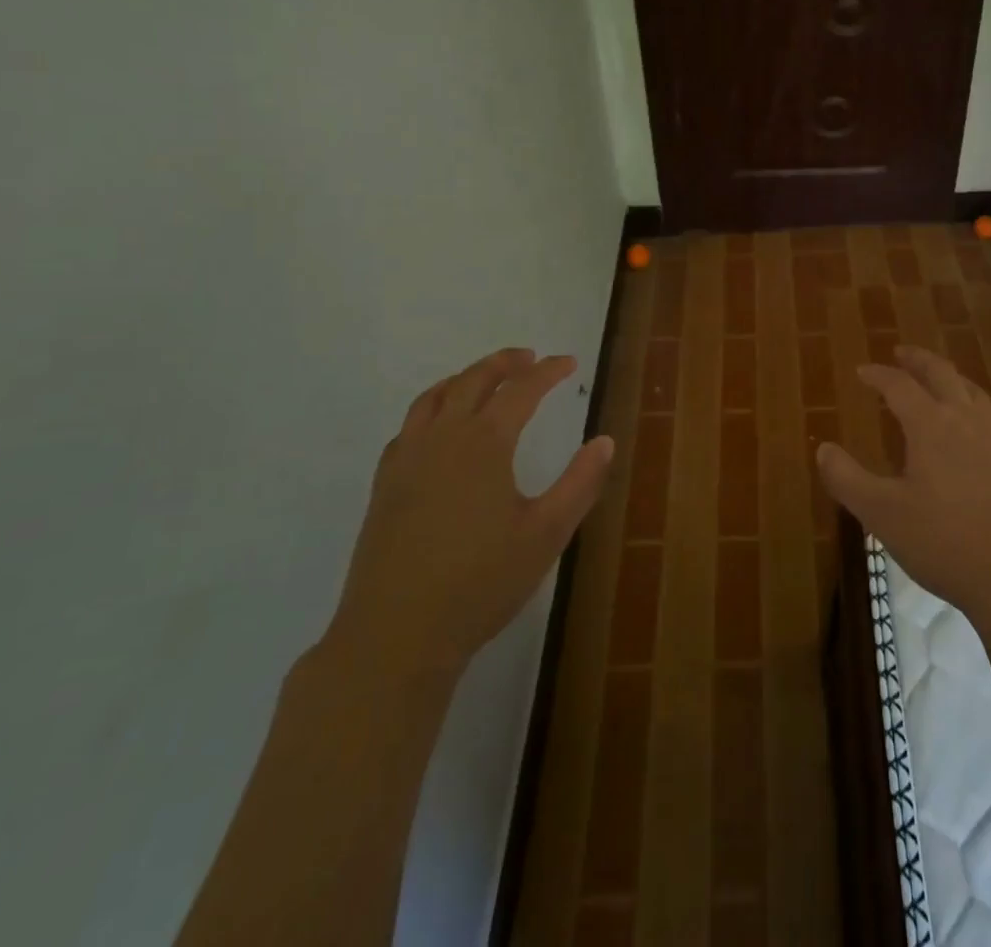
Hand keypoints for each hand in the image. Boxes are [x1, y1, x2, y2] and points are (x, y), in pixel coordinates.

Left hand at [324, 348, 613, 688]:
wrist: (396, 634)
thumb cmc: (481, 583)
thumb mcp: (547, 534)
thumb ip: (580, 483)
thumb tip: (605, 441)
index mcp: (484, 443)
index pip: (522, 390)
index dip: (548, 371)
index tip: (569, 362)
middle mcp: (443, 438)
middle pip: (473, 381)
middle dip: (504, 363)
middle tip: (528, 357)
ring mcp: (407, 460)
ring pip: (434, 397)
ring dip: (464, 378)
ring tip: (483, 378)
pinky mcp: (385, 485)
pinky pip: (409, 426)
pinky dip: (431, 409)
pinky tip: (438, 427)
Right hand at [816, 345, 990, 629]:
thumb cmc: (944, 543)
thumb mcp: (882, 514)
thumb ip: (847, 479)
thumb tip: (823, 449)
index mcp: (931, 426)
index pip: (900, 385)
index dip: (878, 375)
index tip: (861, 371)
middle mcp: (967, 422)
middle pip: (943, 374)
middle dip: (919, 360)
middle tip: (901, 353)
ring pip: (974, 393)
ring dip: (951, 379)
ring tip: (939, 382)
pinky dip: (978, 413)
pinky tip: (977, 432)